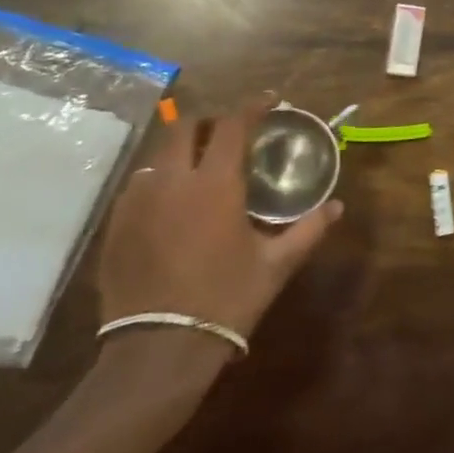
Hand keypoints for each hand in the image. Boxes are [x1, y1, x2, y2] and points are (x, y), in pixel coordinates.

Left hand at [96, 99, 341, 352]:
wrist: (158, 351)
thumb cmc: (226, 300)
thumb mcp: (276, 264)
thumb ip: (309, 229)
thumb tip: (337, 206)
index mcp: (215, 184)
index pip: (232, 125)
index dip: (252, 107)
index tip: (269, 102)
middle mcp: (172, 181)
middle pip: (184, 127)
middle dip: (209, 122)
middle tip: (229, 133)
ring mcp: (137, 203)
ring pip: (156, 155)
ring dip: (181, 151)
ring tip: (199, 168)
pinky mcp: (115, 227)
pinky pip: (137, 186)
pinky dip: (158, 180)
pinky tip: (170, 203)